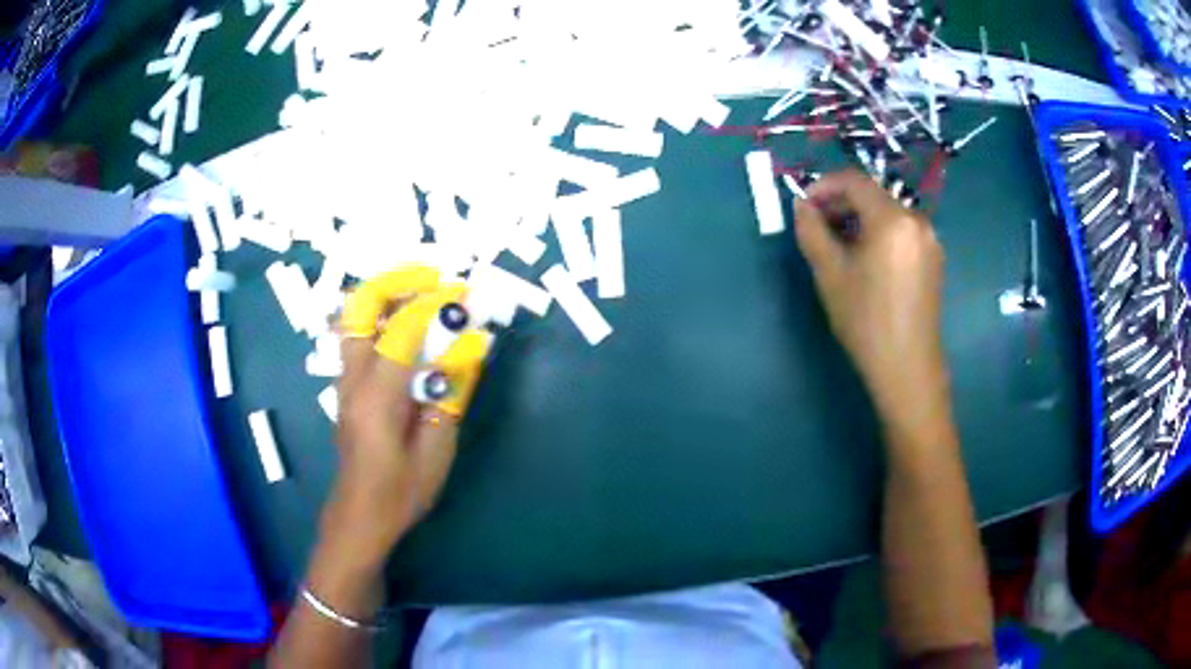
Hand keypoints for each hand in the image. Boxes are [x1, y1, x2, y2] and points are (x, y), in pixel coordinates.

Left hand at [325, 265, 491, 569]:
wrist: (360, 515)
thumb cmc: (401, 491)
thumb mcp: (436, 451)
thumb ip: (451, 394)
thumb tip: (471, 345)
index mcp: (376, 396)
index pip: (401, 330)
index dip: (434, 305)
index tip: (465, 296)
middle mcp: (353, 378)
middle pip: (360, 306)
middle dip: (397, 281)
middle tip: (433, 279)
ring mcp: (344, 380)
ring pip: (355, 317)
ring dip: (388, 296)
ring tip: (425, 296)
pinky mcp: (345, 386)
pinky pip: (358, 336)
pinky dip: (382, 318)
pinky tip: (409, 329)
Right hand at [793, 171, 948, 433]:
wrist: (907, 368)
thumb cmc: (866, 321)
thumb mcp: (830, 274)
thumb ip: (812, 231)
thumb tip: (802, 206)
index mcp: (892, 219)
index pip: (854, 181)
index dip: (824, 186)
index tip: (804, 206)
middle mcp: (916, 220)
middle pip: (873, 195)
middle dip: (841, 204)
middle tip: (817, 227)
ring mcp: (930, 239)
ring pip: (887, 213)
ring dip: (859, 219)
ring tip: (839, 245)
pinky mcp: (933, 258)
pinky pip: (901, 232)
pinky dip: (879, 234)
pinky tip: (865, 260)